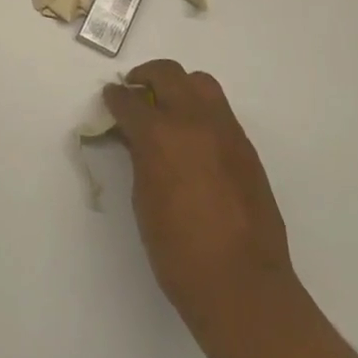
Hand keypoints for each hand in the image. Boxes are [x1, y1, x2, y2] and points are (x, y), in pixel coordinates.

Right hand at [103, 60, 297, 336]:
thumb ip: (140, 157)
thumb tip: (137, 138)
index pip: (130, 100)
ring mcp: (226, 132)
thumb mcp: (144, 198)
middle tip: (135, 92)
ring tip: (167, 108)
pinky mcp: (247, 148)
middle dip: (146, 76)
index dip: (115, 97)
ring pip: (201, 83)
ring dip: (179, 87)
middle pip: (168, 74)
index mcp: (160, 135)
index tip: (110, 98)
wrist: (241, 284)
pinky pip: (220, 112)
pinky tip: (193, 139)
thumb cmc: (178, 251)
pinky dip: (201, 111)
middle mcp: (194, 121)